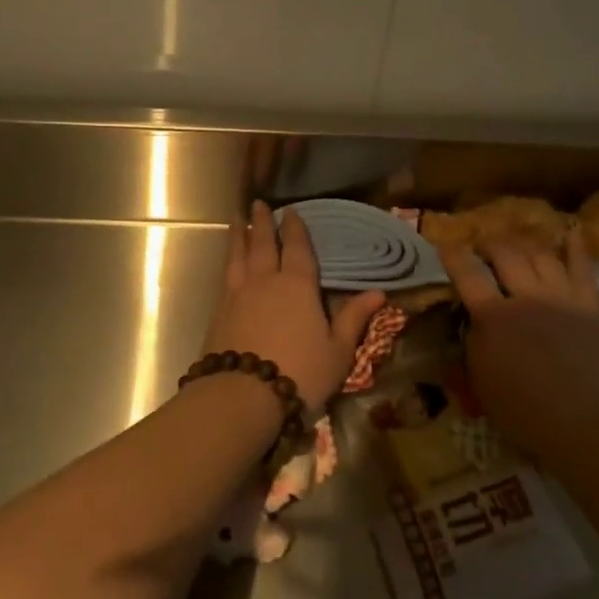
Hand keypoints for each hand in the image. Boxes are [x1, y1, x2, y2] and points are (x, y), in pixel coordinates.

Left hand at [204, 201, 385, 417]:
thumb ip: (354, 318)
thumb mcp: (338, 350)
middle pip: (263, 244)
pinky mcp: (219, 312)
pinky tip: (229, 263)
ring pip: (239, 255)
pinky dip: (229, 261)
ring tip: (236, 219)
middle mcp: (266, 281)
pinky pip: (226, 276)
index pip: (298, 249)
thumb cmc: (300, 372)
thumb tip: (379, 293)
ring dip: (239, 235)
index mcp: (298, 286)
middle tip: (258, 203)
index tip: (291, 210)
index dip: (295, 229)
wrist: (242, 394)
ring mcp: (238, 294)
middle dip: (262, 223)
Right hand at [439, 226, 598, 454]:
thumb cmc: (523, 412)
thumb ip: (474, 343)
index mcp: (494, 317)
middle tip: (483, 246)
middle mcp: (526, 297)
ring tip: (517, 243)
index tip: (446, 246)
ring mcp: (561, 298)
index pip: (467, 274)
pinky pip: (584, 268)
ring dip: (524, 243)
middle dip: (490, 243)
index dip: (454, 256)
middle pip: (505, 254)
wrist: (584, 425)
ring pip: (541, 254)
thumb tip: (475, 321)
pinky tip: (572, 232)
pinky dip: (576, 247)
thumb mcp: (480, 381)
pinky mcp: (590, 306)